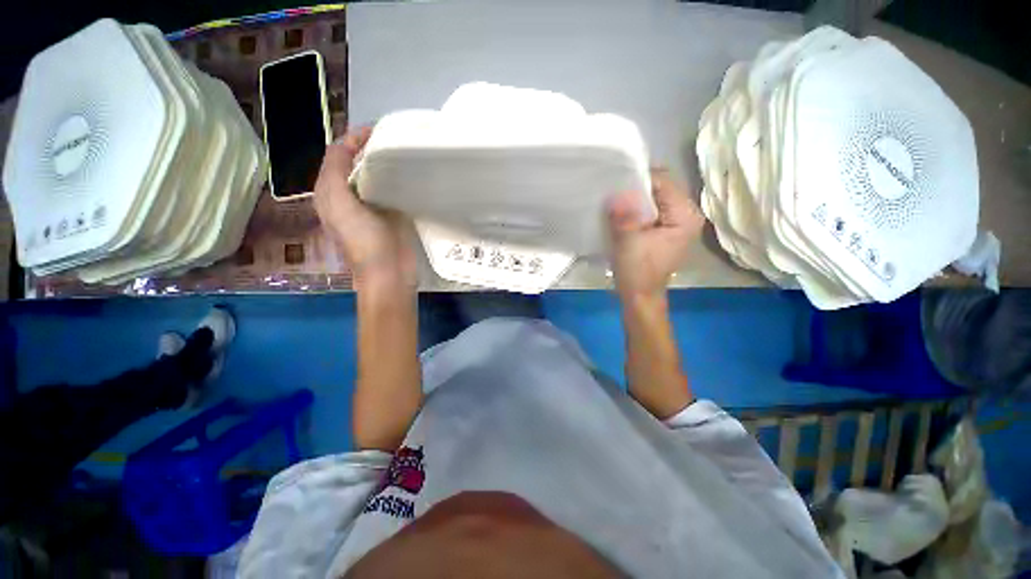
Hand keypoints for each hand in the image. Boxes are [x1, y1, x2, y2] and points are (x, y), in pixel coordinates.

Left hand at [314, 128, 418, 293]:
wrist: (388, 271)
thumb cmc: (363, 240)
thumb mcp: (339, 203)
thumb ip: (336, 172)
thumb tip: (347, 147)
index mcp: (331, 193)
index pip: (337, 156)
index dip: (352, 139)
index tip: (376, 129)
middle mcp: (348, 197)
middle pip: (356, 164)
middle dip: (369, 148)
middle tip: (391, 139)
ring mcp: (371, 208)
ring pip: (374, 177)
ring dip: (384, 163)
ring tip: (400, 153)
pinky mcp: (391, 216)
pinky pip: (391, 191)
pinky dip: (396, 180)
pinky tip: (407, 175)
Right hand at [607, 168, 703, 298]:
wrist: (640, 297)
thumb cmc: (637, 272)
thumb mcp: (628, 242)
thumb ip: (623, 215)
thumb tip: (616, 192)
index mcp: (684, 215)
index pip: (663, 182)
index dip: (638, 180)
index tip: (615, 182)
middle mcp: (686, 214)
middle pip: (660, 188)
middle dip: (635, 189)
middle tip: (612, 191)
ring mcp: (677, 222)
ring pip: (654, 198)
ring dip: (634, 199)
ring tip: (614, 201)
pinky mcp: (666, 229)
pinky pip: (651, 209)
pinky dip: (636, 208)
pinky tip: (621, 213)